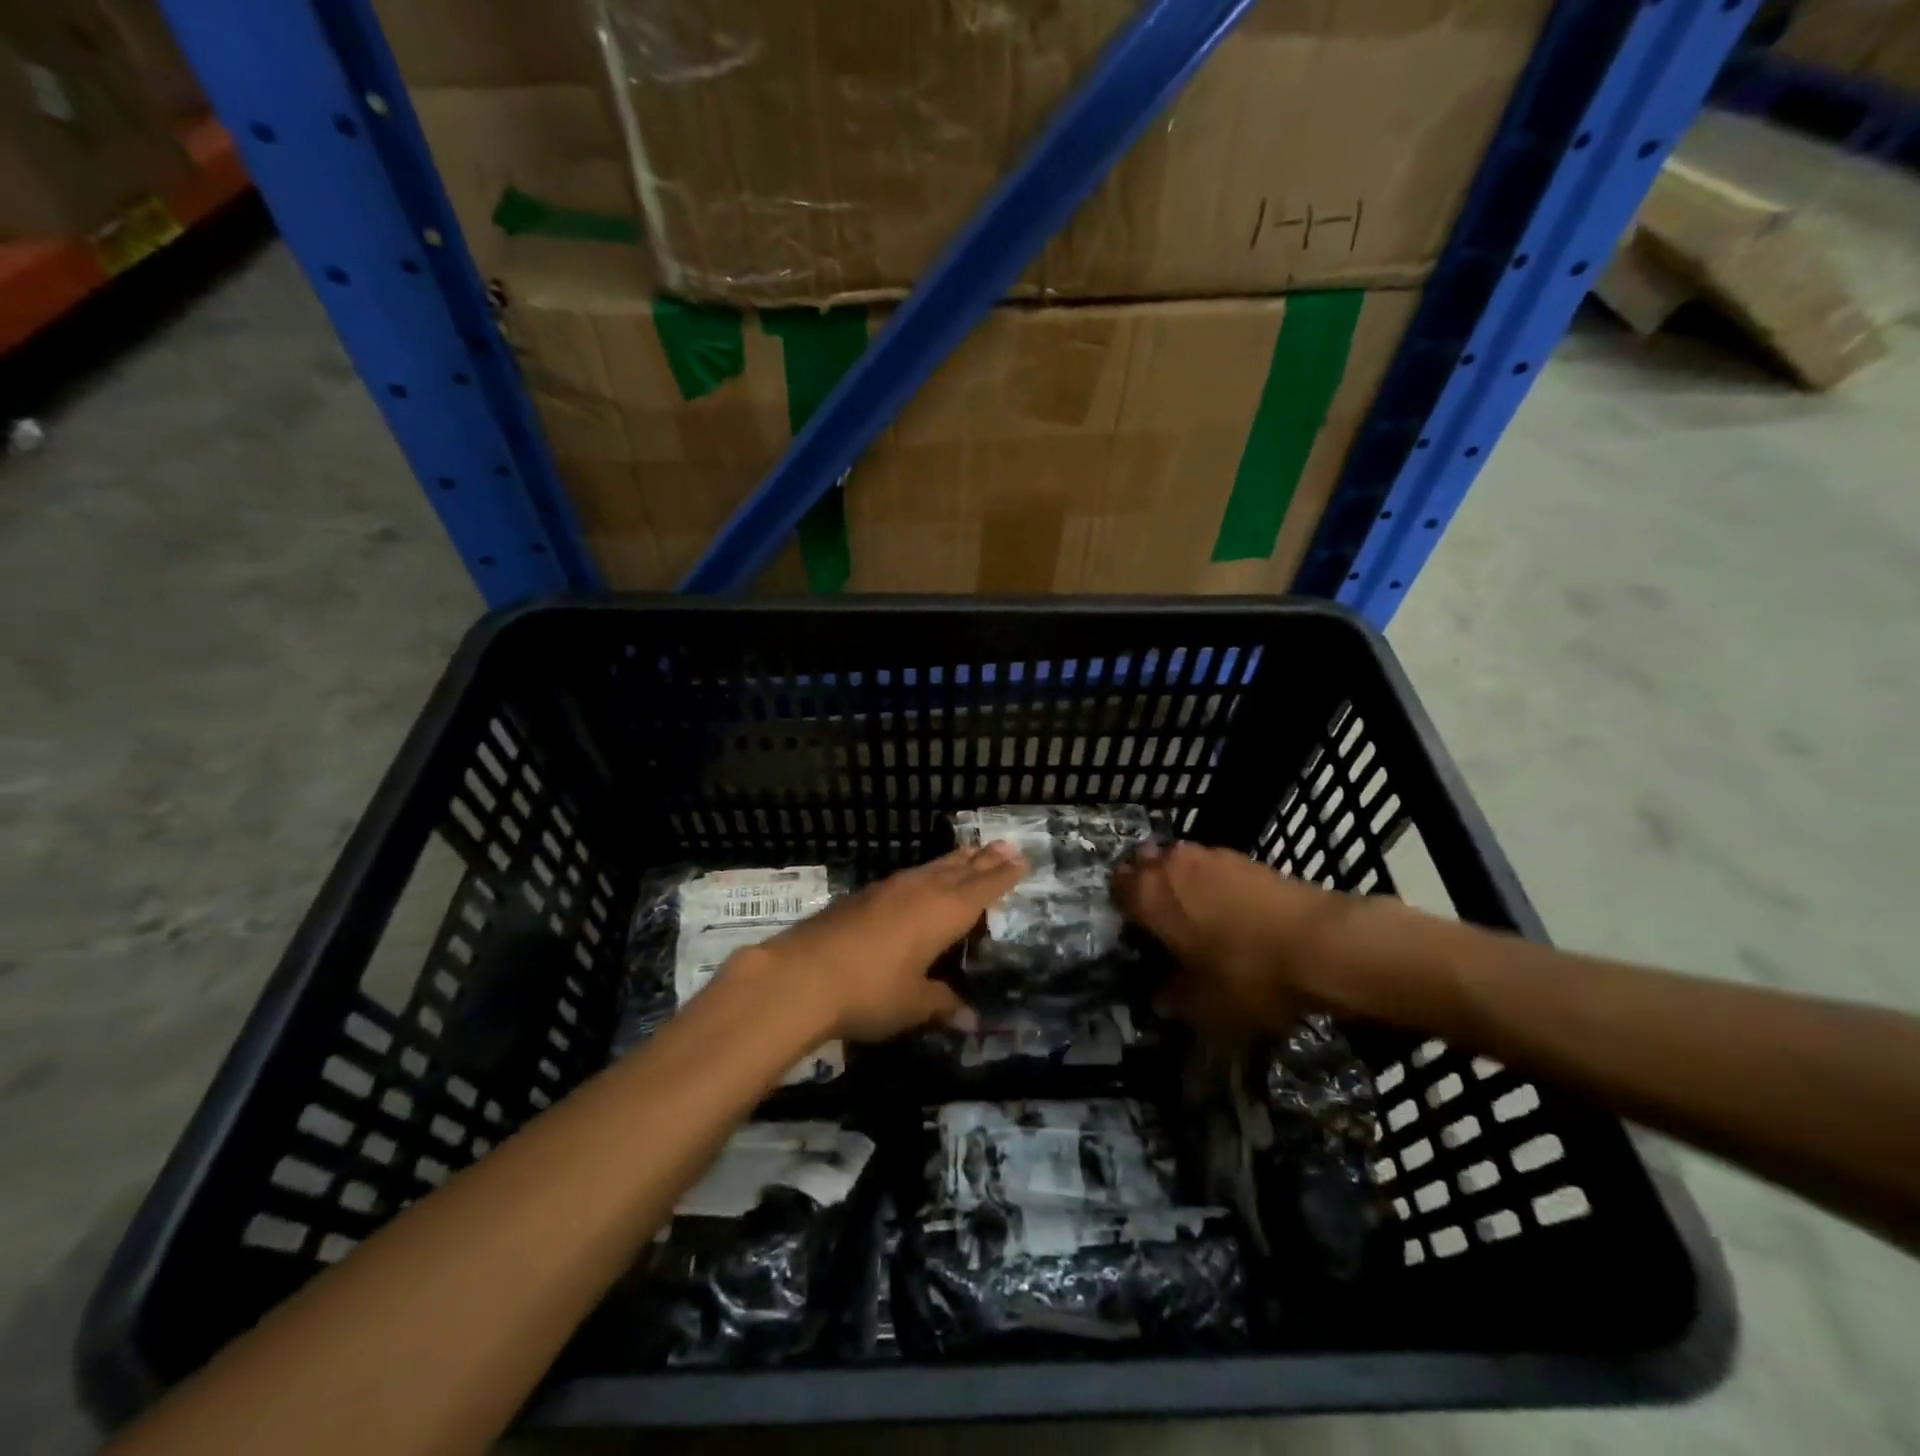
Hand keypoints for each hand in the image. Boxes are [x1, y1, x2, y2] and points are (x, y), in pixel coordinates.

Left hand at [744, 844, 1026, 1042]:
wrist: (803, 974)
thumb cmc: (871, 991)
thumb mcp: (913, 1003)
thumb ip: (943, 1003)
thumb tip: (972, 1019)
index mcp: (944, 912)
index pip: (982, 889)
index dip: (1003, 876)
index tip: (1021, 860)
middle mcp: (921, 891)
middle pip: (960, 869)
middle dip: (983, 859)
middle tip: (1005, 845)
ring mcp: (890, 888)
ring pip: (932, 868)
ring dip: (955, 860)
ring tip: (970, 852)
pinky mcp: (863, 895)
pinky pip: (909, 876)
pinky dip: (926, 872)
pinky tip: (921, 878)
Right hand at [1114, 842, 1356, 1033]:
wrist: (1322, 943)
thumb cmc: (1248, 974)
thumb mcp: (1204, 1005)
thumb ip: (1173, 997)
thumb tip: (1161, 995)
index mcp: (1150, 896)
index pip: (1117, 888)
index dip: (1122, 907)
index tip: (1132, 929)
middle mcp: (1172, 865)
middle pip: (1146, 864)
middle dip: (1148, 885)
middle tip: (1161, 918)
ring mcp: (1210, 855)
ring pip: (1180, 861)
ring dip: (1181, 880)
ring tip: (1197, 912)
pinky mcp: (1245, 857)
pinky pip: (1213, 865)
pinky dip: (1213, 881)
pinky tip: (1230, 908)